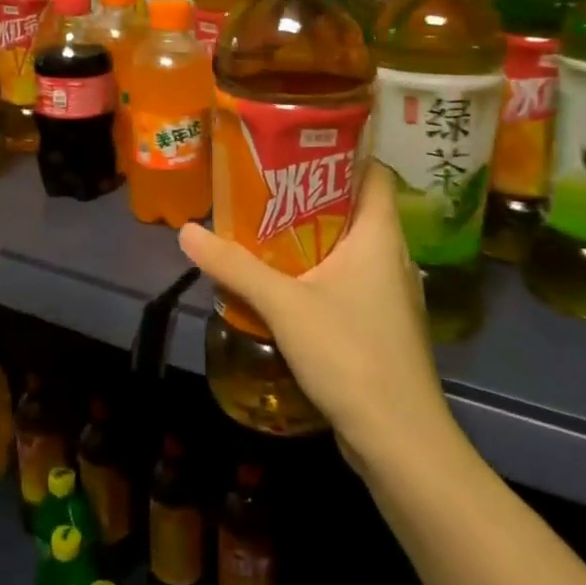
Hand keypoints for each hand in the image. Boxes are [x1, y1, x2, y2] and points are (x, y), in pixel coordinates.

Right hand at [178, 164, 454, 471]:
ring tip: (263, 226)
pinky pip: (346, 281)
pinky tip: (281, 283)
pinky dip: (316, 272)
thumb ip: (235, 266)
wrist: (399, 439)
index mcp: (380, 236)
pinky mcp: (380, 325)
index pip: (374, 172)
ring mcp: (389, 294)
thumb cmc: (350, 354)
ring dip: (310, 236)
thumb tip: (186, 231)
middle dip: (311, 194)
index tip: (298, 144)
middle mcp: (390, 257)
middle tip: (263, 184)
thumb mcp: (284, 305)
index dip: (343, 152)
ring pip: (348, 247)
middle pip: (355, 207)